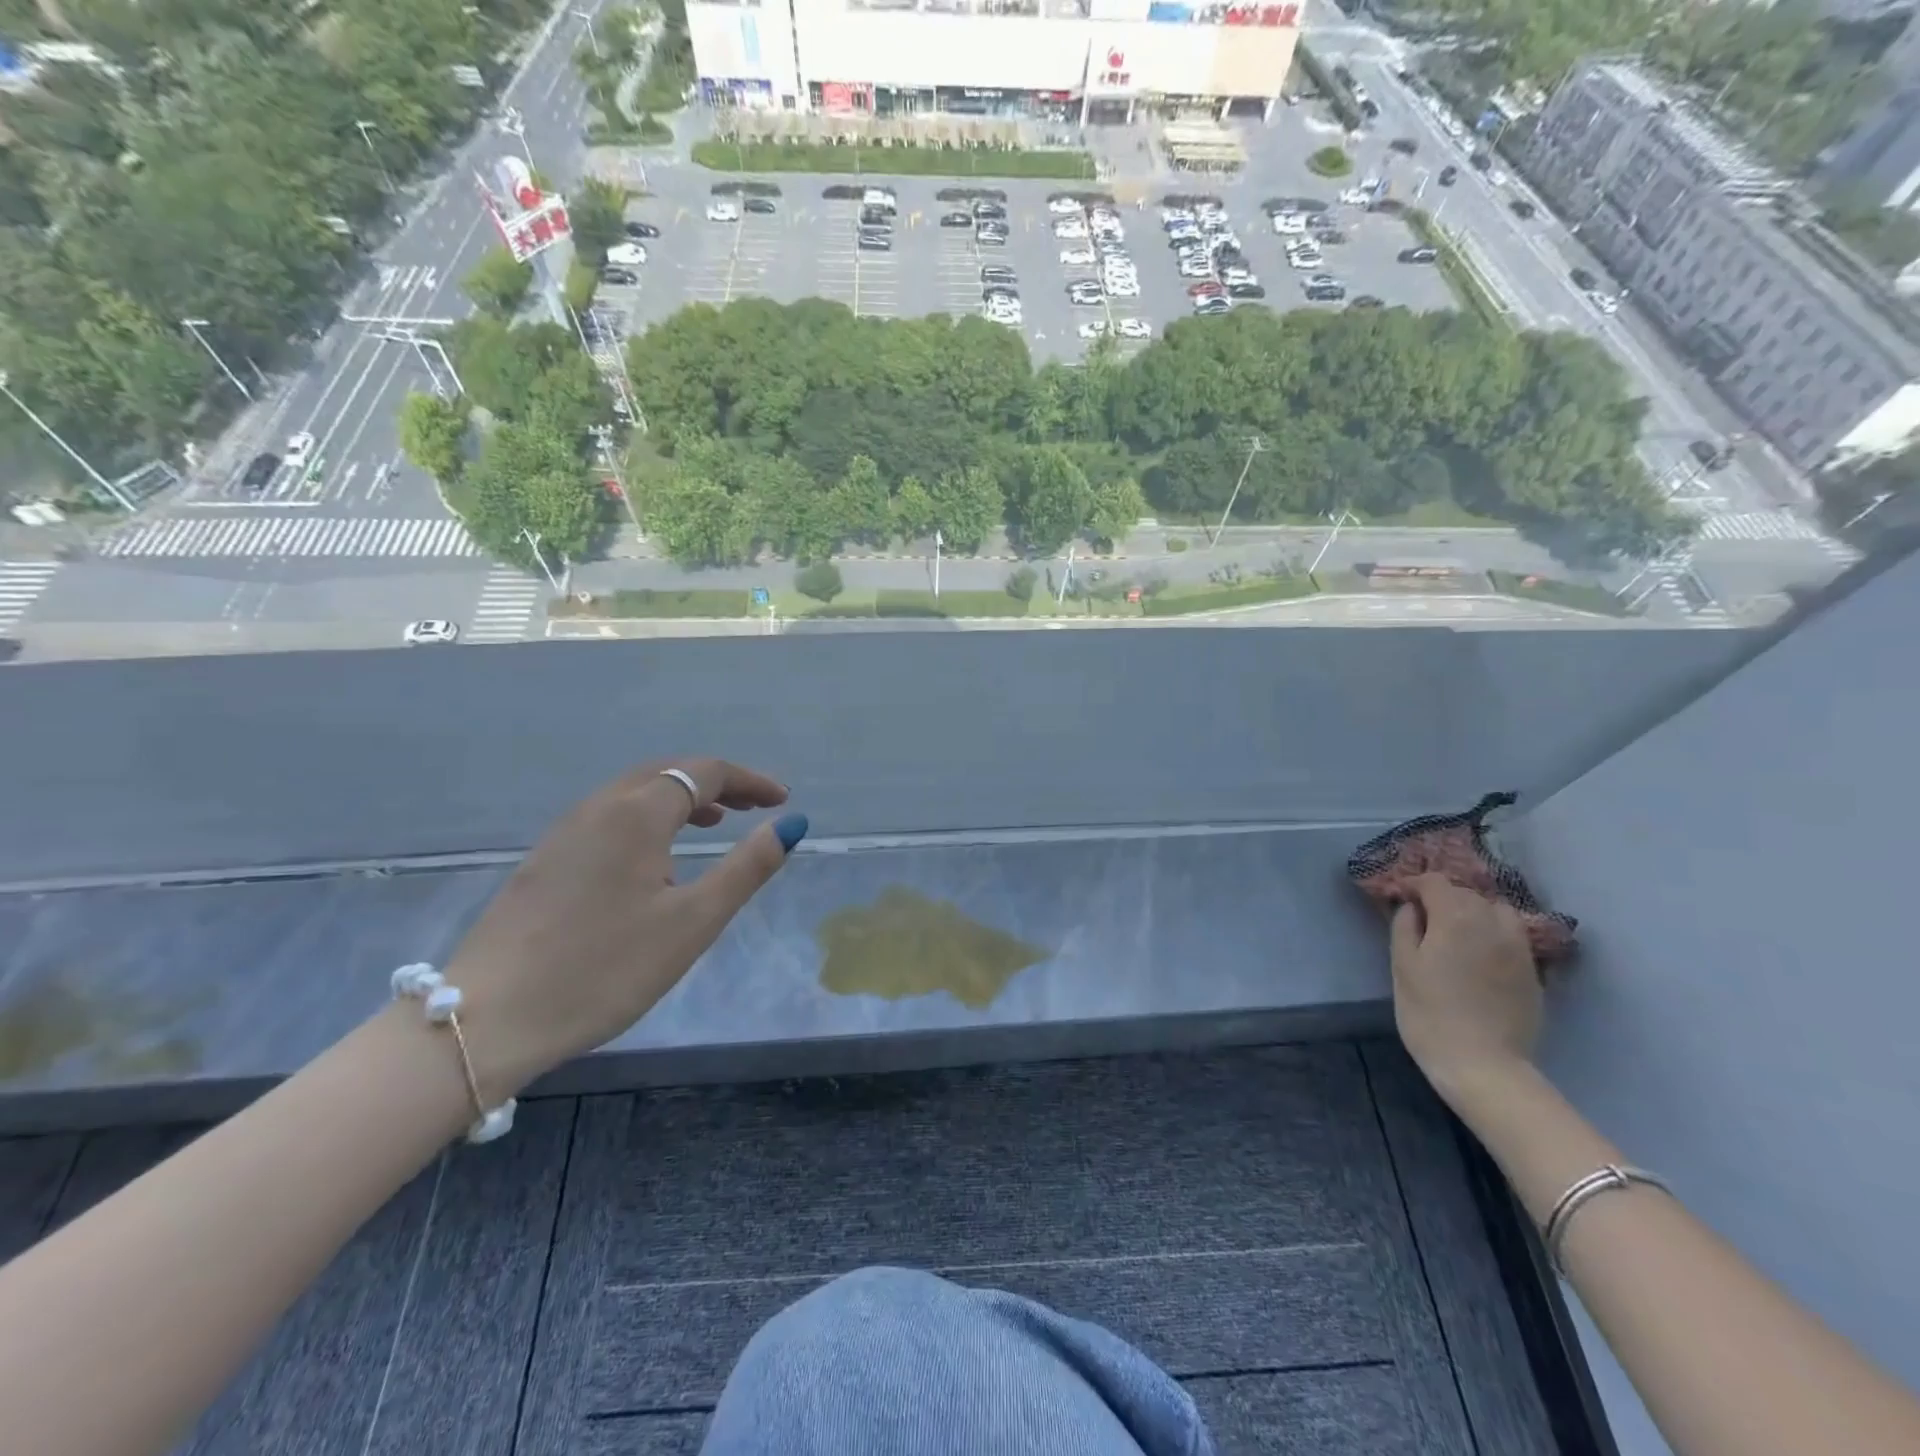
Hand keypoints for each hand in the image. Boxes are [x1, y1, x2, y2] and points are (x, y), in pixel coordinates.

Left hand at [441, 758, 806, 1099]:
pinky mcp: (545, 861)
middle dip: (715, 782)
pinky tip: (654, 856)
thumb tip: (790, 824)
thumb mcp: (693, 922)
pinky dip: (648, 816)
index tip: (782, 800)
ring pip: (633, 792)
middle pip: (666, 772)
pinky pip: (609, 816)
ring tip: (713, 823)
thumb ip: (746, 867)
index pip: (703, 772)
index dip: (749, 780)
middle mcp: (598, 808)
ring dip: (680, 797)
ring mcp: (564, 833)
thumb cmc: (605, 968)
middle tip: (752, 806)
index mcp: (636, 813)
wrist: (488, 1019)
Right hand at [1388, 873, 1541, 1101]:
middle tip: (1421, 917)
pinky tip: (1479, 954)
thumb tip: (1412, 907)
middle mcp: (1493, 922)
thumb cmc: (1430, 1013)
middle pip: (1466, 893)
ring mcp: (1519, 947)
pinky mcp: (1533, 971)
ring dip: (1474, 912)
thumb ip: (1405, 926)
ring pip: (1496, 911)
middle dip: (1442, 897)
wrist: (1483, 1065)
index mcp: (1457, 916)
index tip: (1398, 897)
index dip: (1413, 884)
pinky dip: (1493, 933)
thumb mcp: (1402, 966)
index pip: (1435, 882)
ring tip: (1455, 931)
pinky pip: (1512, 936)